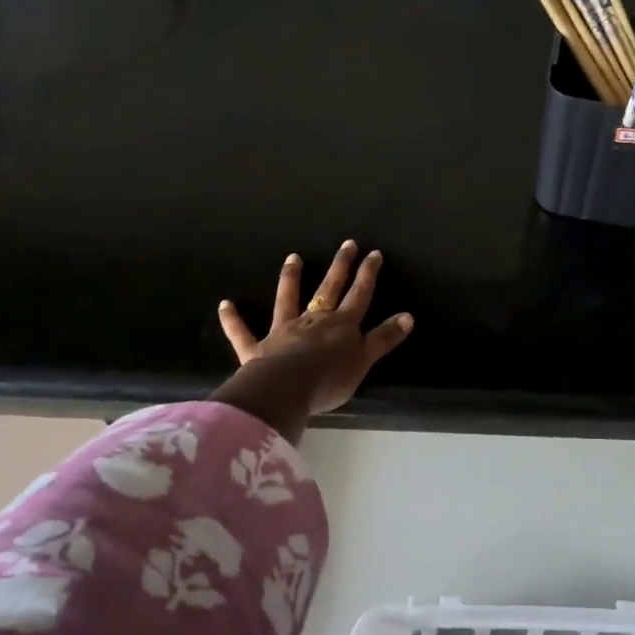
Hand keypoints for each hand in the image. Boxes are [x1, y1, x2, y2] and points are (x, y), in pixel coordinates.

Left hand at [212, 242, 413, 437]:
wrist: (286, 390)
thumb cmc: (329, 379)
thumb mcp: (364, 360)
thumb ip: (384, 338)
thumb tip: (408, 316)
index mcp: (341, 325)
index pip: (359, 295)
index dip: (367, 274)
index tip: (373, 253)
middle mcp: (313, 320)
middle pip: (329, 289)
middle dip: (339, 266)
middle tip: (346, 244)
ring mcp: (283, 332)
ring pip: (287, 300)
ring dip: (290, 279)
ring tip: (292, 257)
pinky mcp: (257, 349)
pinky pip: (242, 332)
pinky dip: (233, 320)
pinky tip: (225, 305)